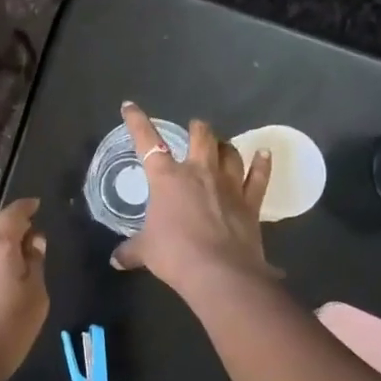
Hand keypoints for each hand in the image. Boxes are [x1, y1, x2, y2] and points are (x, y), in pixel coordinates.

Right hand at [111, 102, 275, 293]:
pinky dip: (263, 164)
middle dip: (197, 129)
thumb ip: (130, 251)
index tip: (129, 106)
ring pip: (229, 152)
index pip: (147, 141)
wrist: (219, 273)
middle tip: (194, 128)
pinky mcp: (250, 202)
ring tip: (221, 145)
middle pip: (201, 137)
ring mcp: (228, 185)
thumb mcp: (145, 251)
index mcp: (167, 178)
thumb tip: (115, 260)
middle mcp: (199, 172)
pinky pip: (259, 176)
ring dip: (224, 145)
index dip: (137, 121)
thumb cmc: (174, 255)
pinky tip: (265, 153)